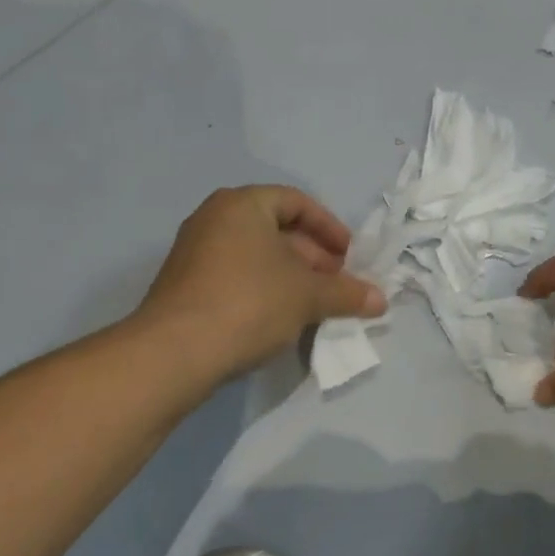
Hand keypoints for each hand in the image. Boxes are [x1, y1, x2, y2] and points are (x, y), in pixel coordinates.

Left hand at [138, 186, 385, 384]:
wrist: (173, 353)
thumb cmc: (249, 303)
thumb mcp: (307, 296)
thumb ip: (346, 293)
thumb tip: (381, 300)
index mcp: (243, 204)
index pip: (297, 202)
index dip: (329, 228)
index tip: (349, 256)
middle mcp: (214, 218)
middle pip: (276, 228)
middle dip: (313, 256)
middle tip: (336, 283)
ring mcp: (194, 251)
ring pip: (256, 254)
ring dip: (291, 275)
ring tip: (315, 304)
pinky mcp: (185, 284)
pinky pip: (236, 275)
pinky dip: (264, 288)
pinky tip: (281, 318)